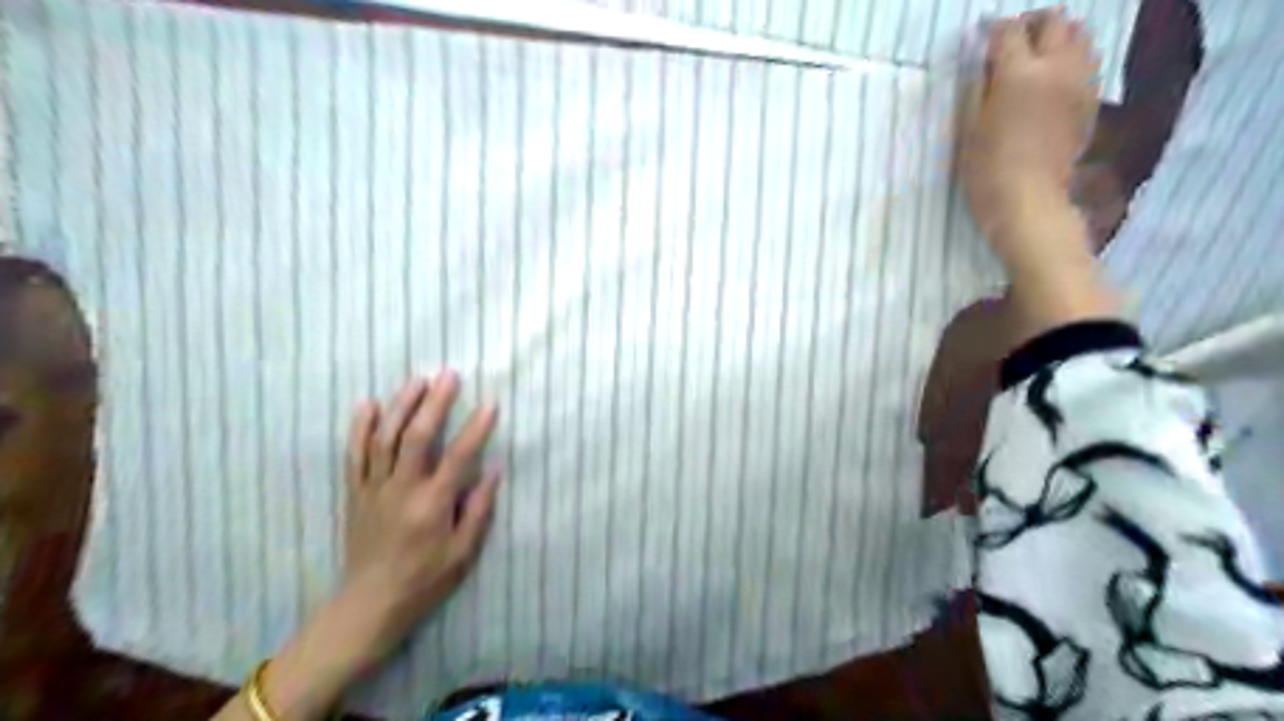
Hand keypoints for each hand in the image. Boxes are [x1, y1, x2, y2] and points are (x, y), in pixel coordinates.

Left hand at [340, 375, 501, 667]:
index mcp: (432, 505)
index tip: (490, 405)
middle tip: (449, 376)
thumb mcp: (463, 553)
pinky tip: (368, 404)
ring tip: (417, 381)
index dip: (476, 428)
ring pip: (385, 439)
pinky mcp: (356, 494)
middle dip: (434, 403)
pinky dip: (360, 428)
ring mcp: (374, 489)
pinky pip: (355, 455)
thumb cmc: (425, 580)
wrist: (369, 605)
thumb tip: (494, 470)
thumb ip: (478, 509)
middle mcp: (402, 490)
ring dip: (401, 406)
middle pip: (417, 437)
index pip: (459, 457)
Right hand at [962, 7, 1104, 244]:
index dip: (992, 30)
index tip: (981, 38)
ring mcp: (1079, 83)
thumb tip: (985, 65)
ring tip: (1037, 58)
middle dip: (1032, 24)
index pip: (1008, 31)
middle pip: (1055, 21)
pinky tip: (1053, 81)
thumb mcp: (969, 128)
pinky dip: (1071, 61)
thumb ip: (978, 88)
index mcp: (1019, 73)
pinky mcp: (1090, 102)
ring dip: (1058, 38)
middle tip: (1012, 42)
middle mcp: (1056, 68)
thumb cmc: (986, 169)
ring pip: (1080, 36)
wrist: (1027, 201)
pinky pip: (1088, 63)